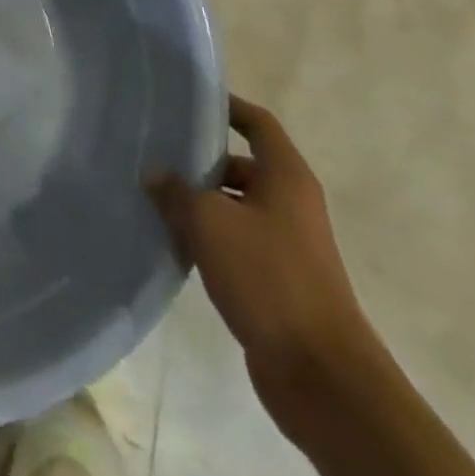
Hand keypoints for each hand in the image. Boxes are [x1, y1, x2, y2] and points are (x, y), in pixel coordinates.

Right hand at [149, 95, 374, 417]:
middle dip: (199, 162)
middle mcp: (291, 203)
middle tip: (154, 155)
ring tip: (153, 199)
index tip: (188, 101)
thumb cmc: (269, 277)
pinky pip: (236, 244)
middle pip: (241, 165)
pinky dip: (208, 239)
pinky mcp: (277, 281)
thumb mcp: (210, 222)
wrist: (321, 375)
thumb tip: (154, 174)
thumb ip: (176, 191)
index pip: (257, 123)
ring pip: (235, 207)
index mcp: (286, 177)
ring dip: (199, 204)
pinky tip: (173, 243)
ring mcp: (286, 244)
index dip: (227, 106)